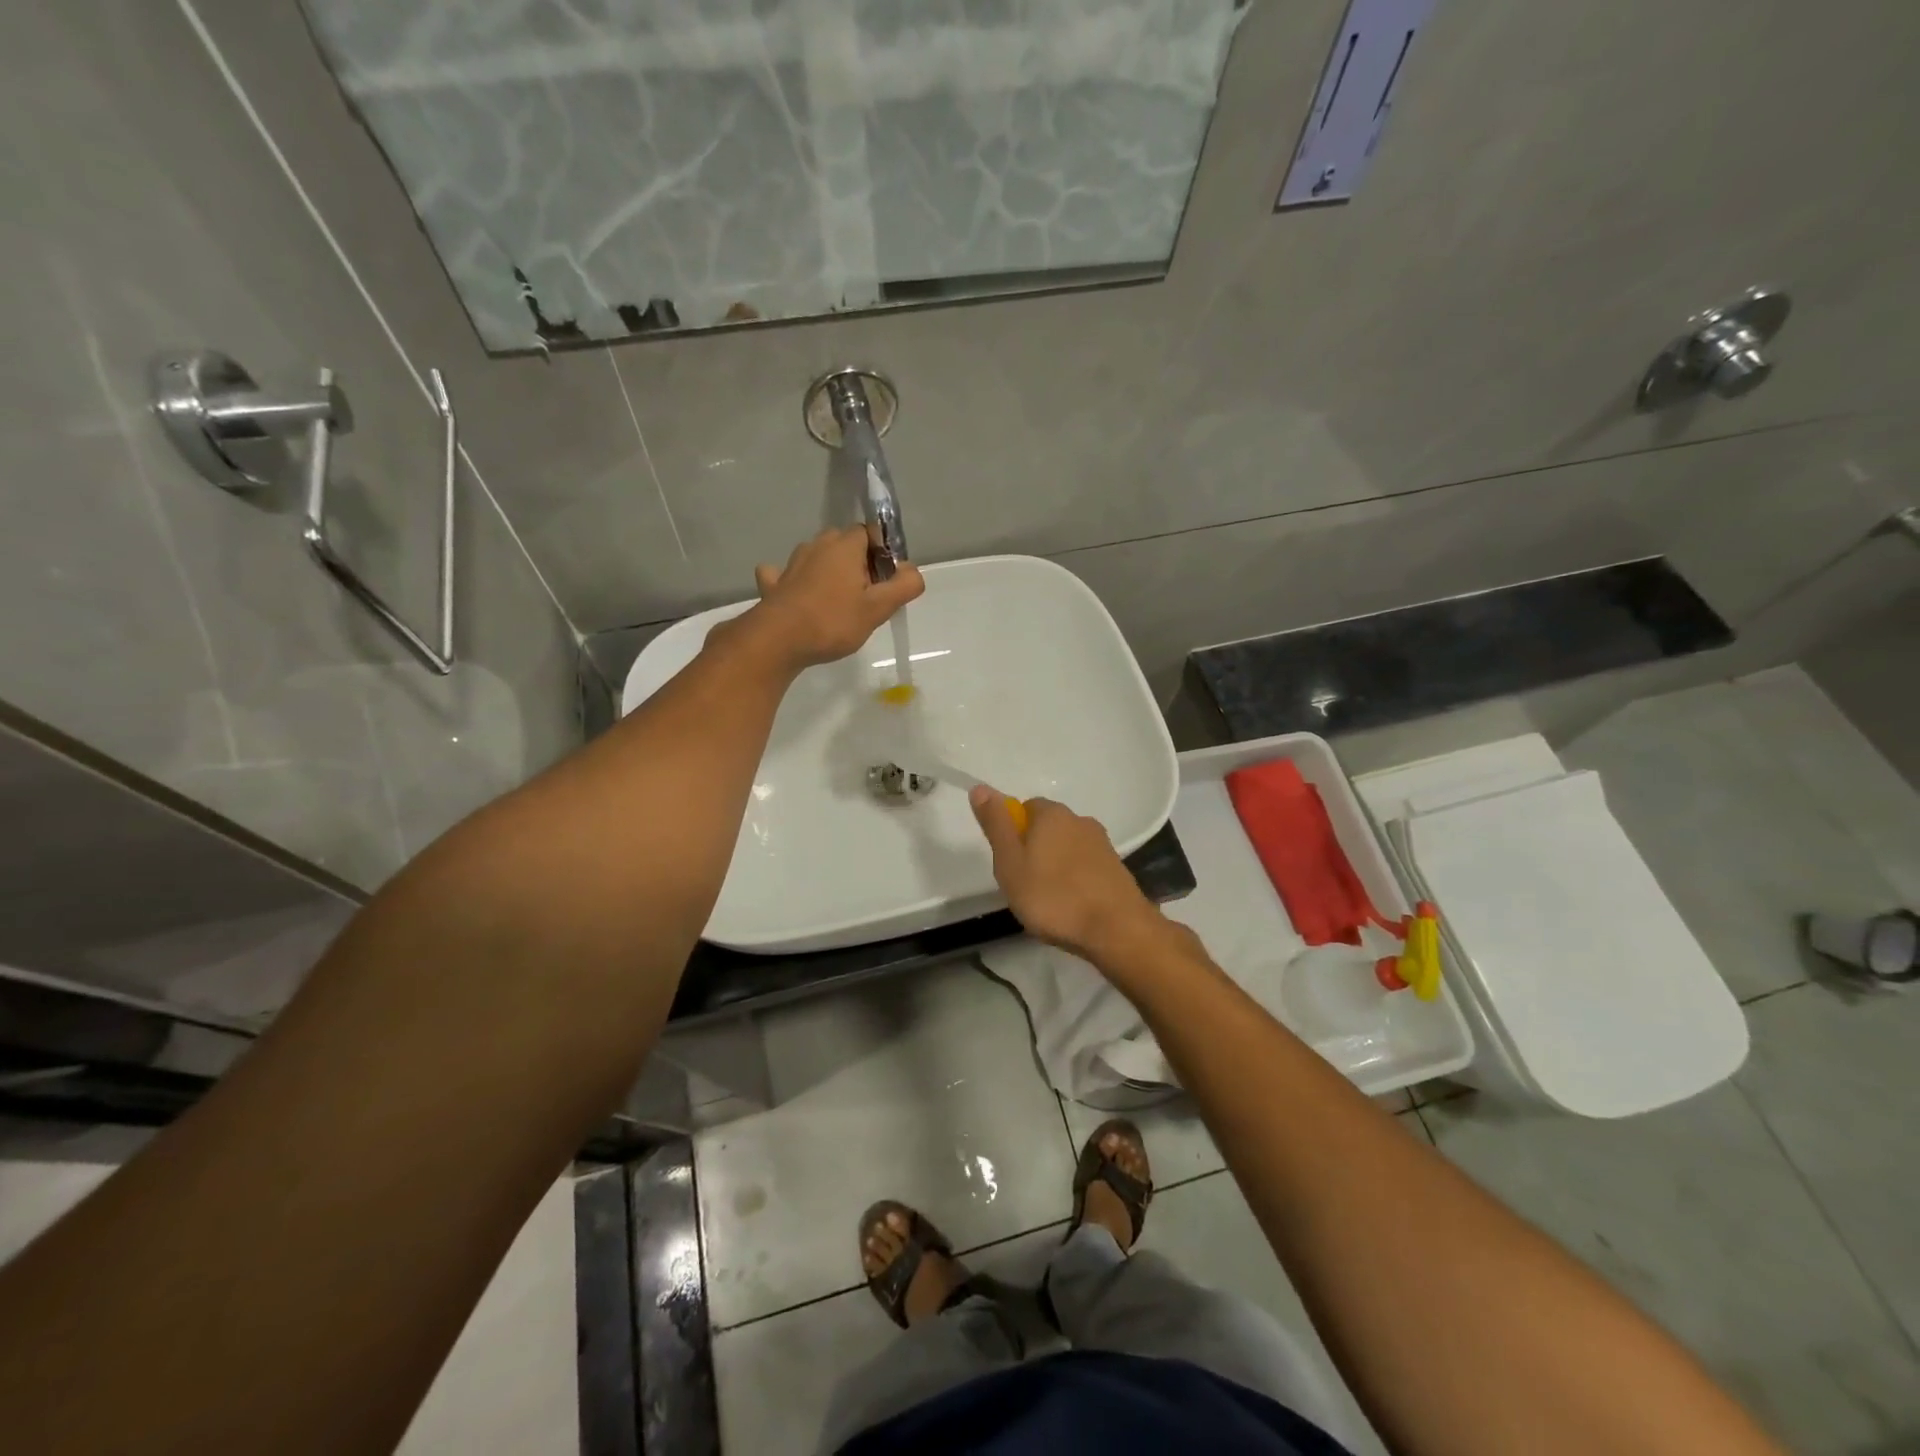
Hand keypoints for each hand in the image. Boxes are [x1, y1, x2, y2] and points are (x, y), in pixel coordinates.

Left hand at [741, 528, 923, 671]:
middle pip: (844, 544)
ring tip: (838, 602)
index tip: (886, 581)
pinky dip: (793, 580)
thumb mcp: (878, 608)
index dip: (882, 553)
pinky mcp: (773, 583)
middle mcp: (817, 545)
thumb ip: (903, 586)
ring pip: (817, 556)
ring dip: (828, 570)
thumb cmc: (833, 621)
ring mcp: (791, 563)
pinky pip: (785, 574)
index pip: (869, 533)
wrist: (778, 640)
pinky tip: (798, 595)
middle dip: (857, 563)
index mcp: (845, 546)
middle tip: (866, 596)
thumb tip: (912, 571)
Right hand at [969, 787, 1170, 965]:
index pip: (1024, 808)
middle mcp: (1080, 820)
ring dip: (1055, 867)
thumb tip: (980, 788)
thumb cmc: (1053, 897)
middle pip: (1047, 828)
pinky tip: (1072, 906)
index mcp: (1052, 814)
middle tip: (1024, 885)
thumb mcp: (1010, 863)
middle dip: (1034, 850)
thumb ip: (996, 825)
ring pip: (1067, 848)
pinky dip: (1075, 880)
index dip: (1012, 834)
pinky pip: (1085, 867)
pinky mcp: (1116, 868)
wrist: (1117, 930)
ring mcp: (1102, 844)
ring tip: (1049, 901)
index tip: (1009, 864)